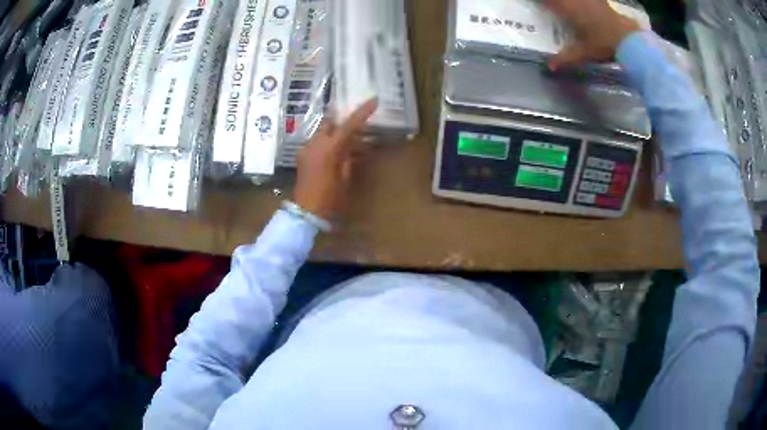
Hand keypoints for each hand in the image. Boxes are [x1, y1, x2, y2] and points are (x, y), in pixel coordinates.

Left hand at [294, 99, 377, 220]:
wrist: (305, 212)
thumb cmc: (330, 199)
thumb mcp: (344, 179)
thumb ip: (349, 159)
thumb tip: (354, 148)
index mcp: (329, 149)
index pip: (348, 125)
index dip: (362, 113)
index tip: (373, 100)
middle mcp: (315, 144)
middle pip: (331, 124)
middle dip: (344, 125)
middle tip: (359, 132)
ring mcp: (306, 149)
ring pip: (323, 133)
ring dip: (337, 136)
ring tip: (352, 147)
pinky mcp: (302, 156)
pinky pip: (317, 143)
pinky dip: (328, 144)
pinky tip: (337, 156)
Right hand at [544, 0, 641, 70]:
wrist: (629, 39)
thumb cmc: (605, 45)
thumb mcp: (584, 53)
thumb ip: (566, 58)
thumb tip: (549, 67)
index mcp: (567, 8)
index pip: (547, 1)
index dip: (540, 2)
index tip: (534, 5)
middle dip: (554, 2)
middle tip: (550, 6)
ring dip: (565, 1)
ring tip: (565, 5)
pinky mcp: (599, 0)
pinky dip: (580, 2)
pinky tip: (582, 4)